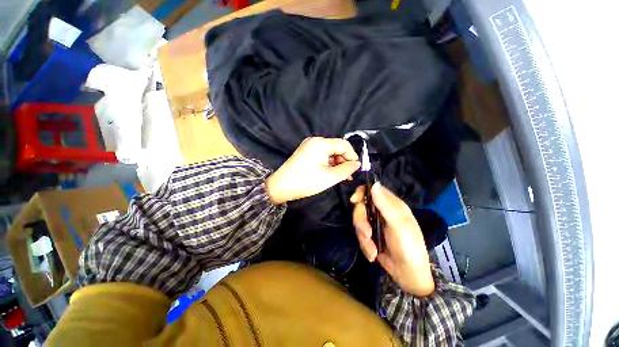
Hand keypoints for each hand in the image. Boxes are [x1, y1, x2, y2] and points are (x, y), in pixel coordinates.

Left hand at [265, 137, 360, 204]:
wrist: (281, 186)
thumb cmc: (306, 182)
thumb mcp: (329, 177)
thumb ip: (346, 169)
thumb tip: (357, 164)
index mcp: (321, 143)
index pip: (344, 144)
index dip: (353, 156)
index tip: (357, 168)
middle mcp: (315, 141)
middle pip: (336, 147)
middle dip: (344, 160)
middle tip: (349, 175)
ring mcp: (309, 146)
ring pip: (329, 152)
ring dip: (337, 163)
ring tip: (341, 176)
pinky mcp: (305, 152)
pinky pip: (321, 154)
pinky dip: (328, 163)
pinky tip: (331, 172)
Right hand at [350, 183, 434, 295]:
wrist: (407, 275)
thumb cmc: (409, 247)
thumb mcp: (398, 225)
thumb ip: (385, 205)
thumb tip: (374, 184)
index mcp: (391, 205)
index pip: (372, 190)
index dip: (361, 192)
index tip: (354, 201)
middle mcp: (381, 211)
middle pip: (361, 207)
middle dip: (361, 222)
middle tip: (367, 234)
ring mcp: (375, 223)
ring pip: (358, 222)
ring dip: (363, 237)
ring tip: (373, 250)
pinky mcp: (370, 235)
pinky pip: (360, 235)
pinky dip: (365, 245)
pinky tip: (373, 255)